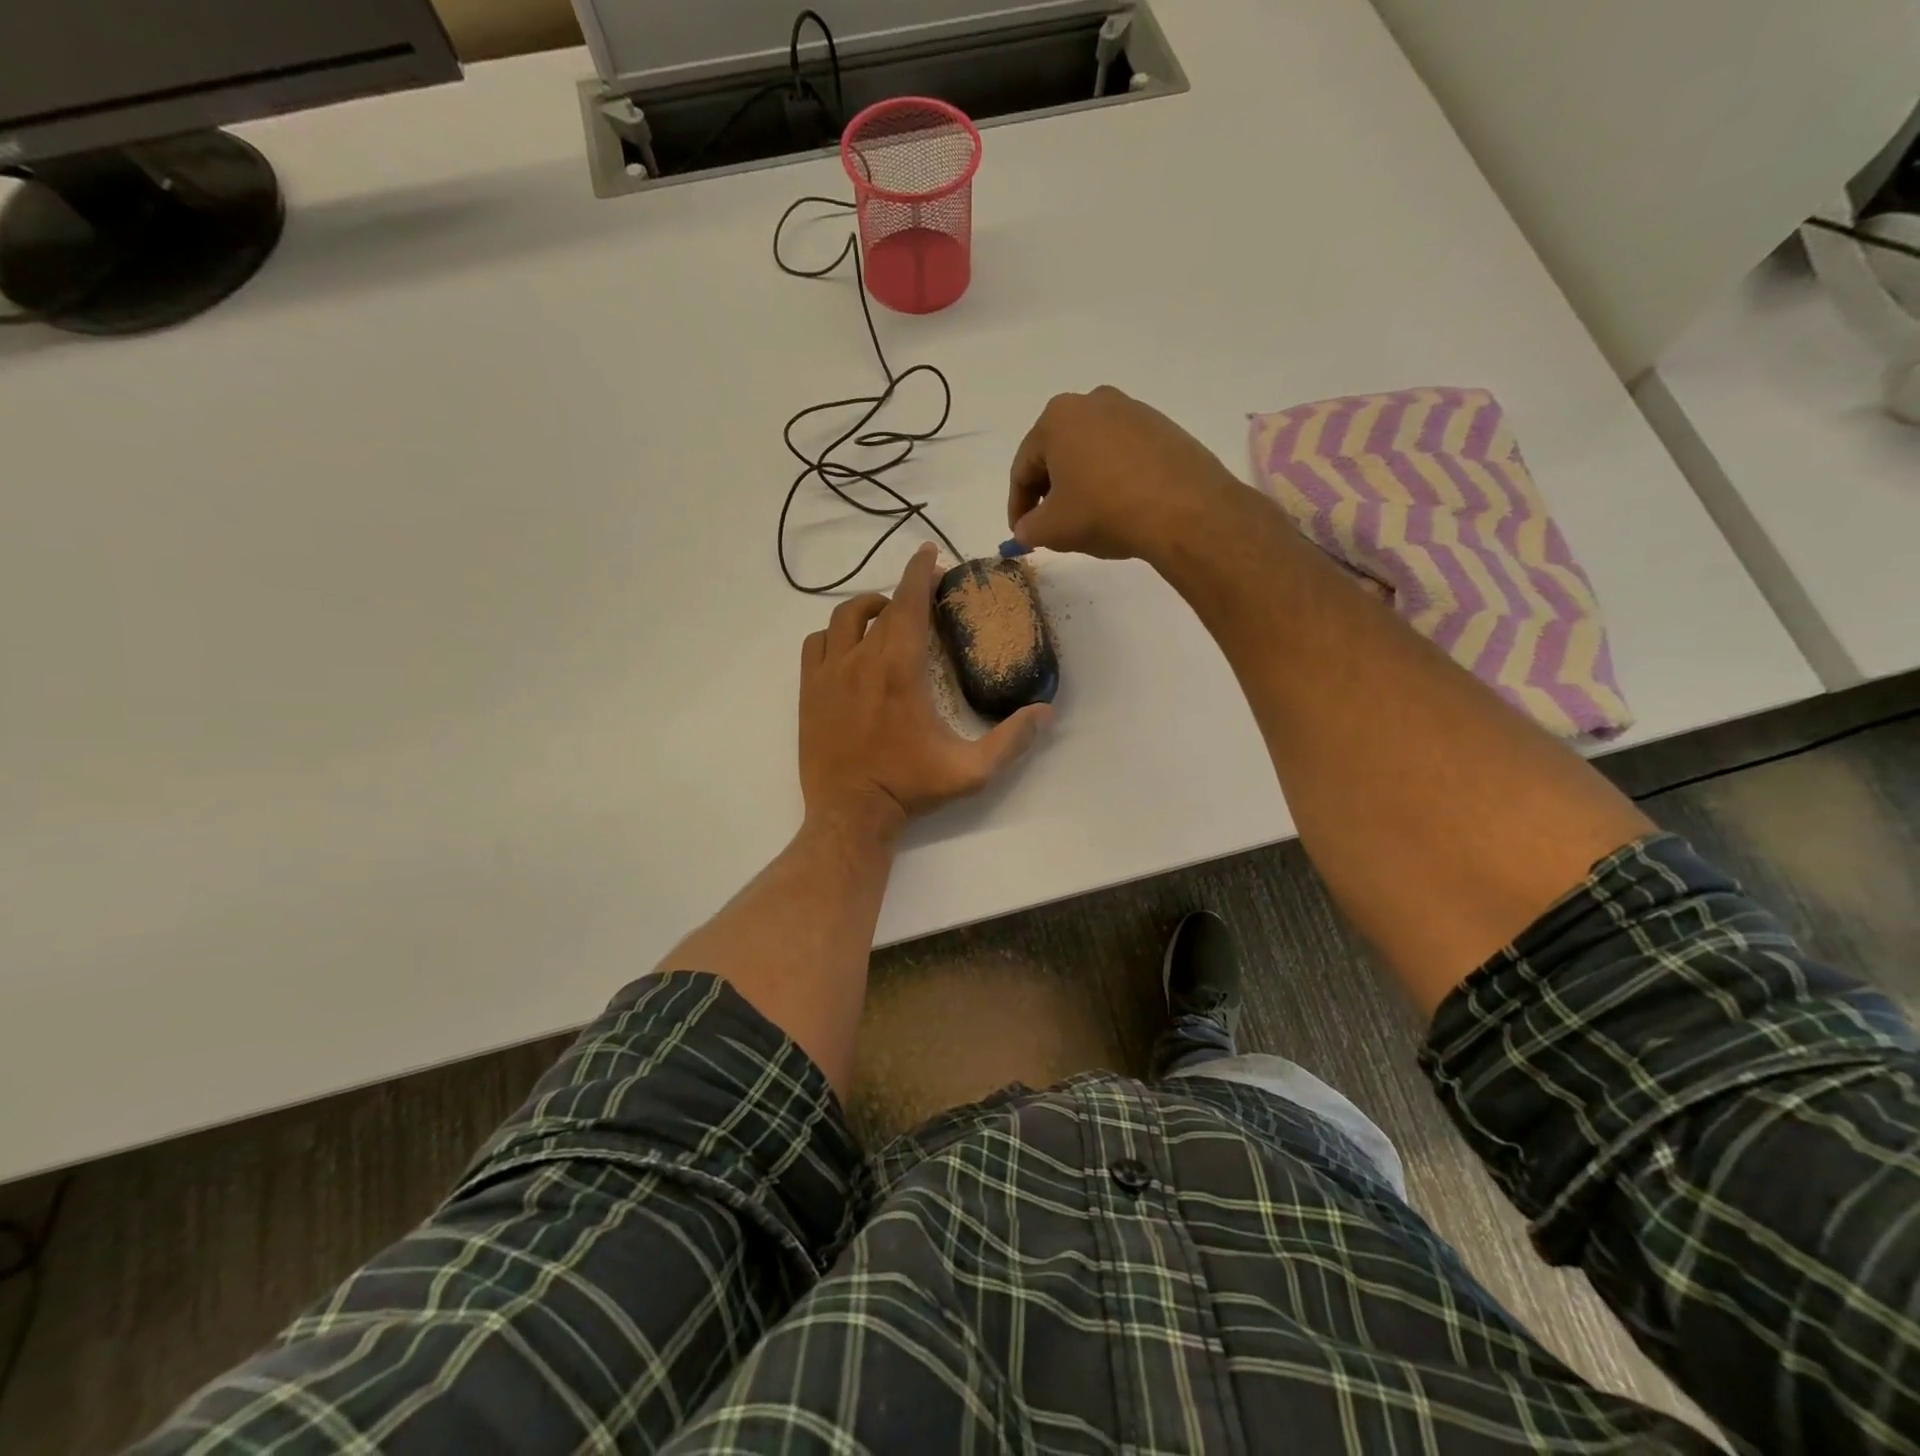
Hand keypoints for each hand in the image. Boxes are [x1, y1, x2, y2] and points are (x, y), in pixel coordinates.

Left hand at [799, 543, 1051, 840]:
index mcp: (901, 670)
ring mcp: (828, 674)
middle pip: (882, 607)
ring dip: (868, 608)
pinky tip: (848, 646)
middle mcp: (861, 661)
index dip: (920, 571)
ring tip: (884, 614)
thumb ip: (1012, 740)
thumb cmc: (910, 788)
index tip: (929, 552)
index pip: (910, 603)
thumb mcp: (971, 771)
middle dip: (904, 590)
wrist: (850, 814)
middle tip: (923, 594)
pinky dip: (833, 634)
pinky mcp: (808, 690)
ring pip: (843, 618)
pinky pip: (815, 643)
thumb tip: (1046, 711)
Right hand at [1008, 386, 1248, 563]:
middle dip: (1050, 491)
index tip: (1021, 533)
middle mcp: (1093, 402)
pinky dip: (1113, 479)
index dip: (1018, 506)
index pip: (1023, 468)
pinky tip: (1119, 507)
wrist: (1183, 510)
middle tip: (1049, 526)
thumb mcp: (1053, 529)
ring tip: (1086, 518)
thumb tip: (1025, 530)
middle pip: (1057, 454)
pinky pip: (1123, 455)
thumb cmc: (1104, 512)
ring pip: (1091, 452)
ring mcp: (1132, 411)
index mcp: (1057, 418)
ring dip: (1082, 484)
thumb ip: (1028, 528)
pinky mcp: (1163, 427)